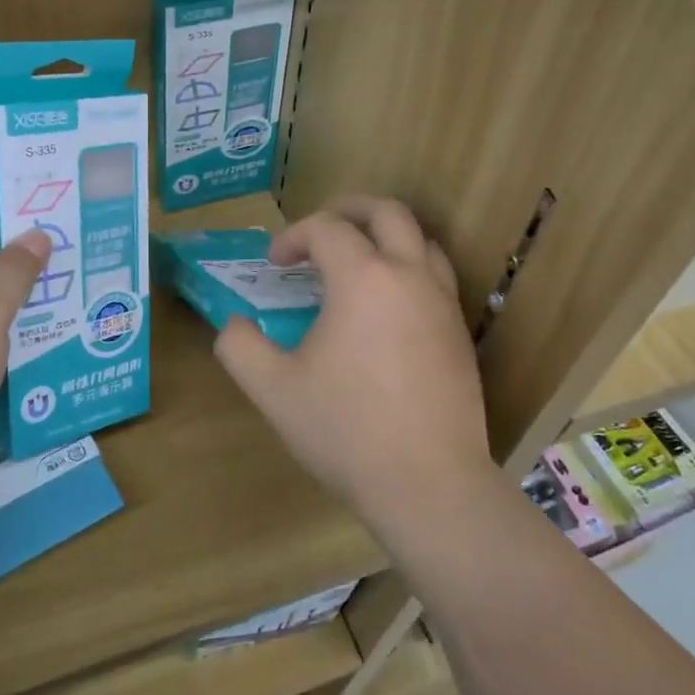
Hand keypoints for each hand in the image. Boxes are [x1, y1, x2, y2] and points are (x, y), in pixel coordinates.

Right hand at [215, 196, 493, 541]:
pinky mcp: (460, 333)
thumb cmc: (346, 431)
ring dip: (385, 236)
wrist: (429, 484)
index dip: (292, 237)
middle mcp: (409, 276)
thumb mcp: (272, 390)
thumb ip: (240, 347)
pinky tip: (387, 306)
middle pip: (387, 212)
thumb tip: (234, 325)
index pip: (326, 228)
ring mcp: (443, 304)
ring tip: (357, 260)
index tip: (273, 265)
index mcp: (363, 278)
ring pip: (421, 240)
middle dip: (349, 209)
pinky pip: (436, 277)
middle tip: (320, 230)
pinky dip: (408, 268)